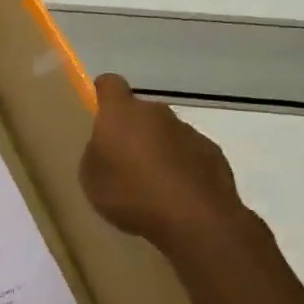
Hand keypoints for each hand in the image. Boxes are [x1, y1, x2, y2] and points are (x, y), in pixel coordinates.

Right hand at [80, 74, 246, 253]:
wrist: (194, 219)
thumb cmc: (131, 194)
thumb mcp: (91, 178)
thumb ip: (96, 153)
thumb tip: (107, 147)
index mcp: (121, 113)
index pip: (109, 84)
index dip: (102, 94)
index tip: (98, 111)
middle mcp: (156, 113)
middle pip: (140, 112)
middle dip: (132, 130)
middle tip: (123, 162)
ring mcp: (188, 131)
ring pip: (166, 133)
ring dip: (158, 150)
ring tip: (151, 185)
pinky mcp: (212, 152)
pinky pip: (189, 153)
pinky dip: (182, 167)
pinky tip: (177, 195)